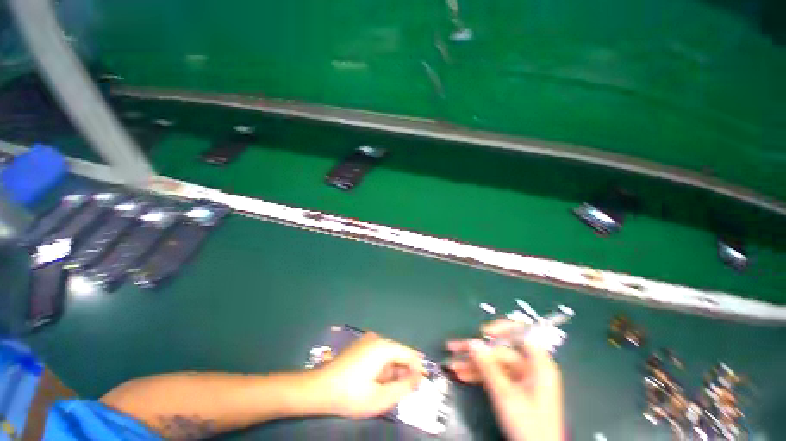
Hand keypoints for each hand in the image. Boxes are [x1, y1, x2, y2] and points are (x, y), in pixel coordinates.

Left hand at [309, 333, 424, 418]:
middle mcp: (377, 338)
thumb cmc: (350, 395)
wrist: (319, 388)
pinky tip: (380, 380)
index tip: (422, 383)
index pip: (408, 353)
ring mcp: (367, 340)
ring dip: (394, 369)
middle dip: (405, 370)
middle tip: (407, 390)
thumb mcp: (380, 398)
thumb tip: (418, 378)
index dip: (418, 368)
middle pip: (399, 352)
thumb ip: (403, 387)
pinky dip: (384, 366)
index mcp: (383, 347)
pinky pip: (379, 353)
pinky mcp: (360, 346)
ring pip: (389, 353)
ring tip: (393, 388)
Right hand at [446, 320, 563, 440]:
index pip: (520, 334)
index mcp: (538, 364)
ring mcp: (520, 377)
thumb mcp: (506, 396)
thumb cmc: (528, 425)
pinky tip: (462, 374)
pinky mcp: (513, 387)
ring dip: (472, 363)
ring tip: (453, 364)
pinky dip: (478, 374)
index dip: (501, 328)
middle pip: (499, 350)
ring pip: (493, 362)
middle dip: (475, 350)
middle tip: (454, 347)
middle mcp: (529, 366)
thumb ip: (488, 367)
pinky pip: (493, 374)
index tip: (483, 332)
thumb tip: (473, 343)